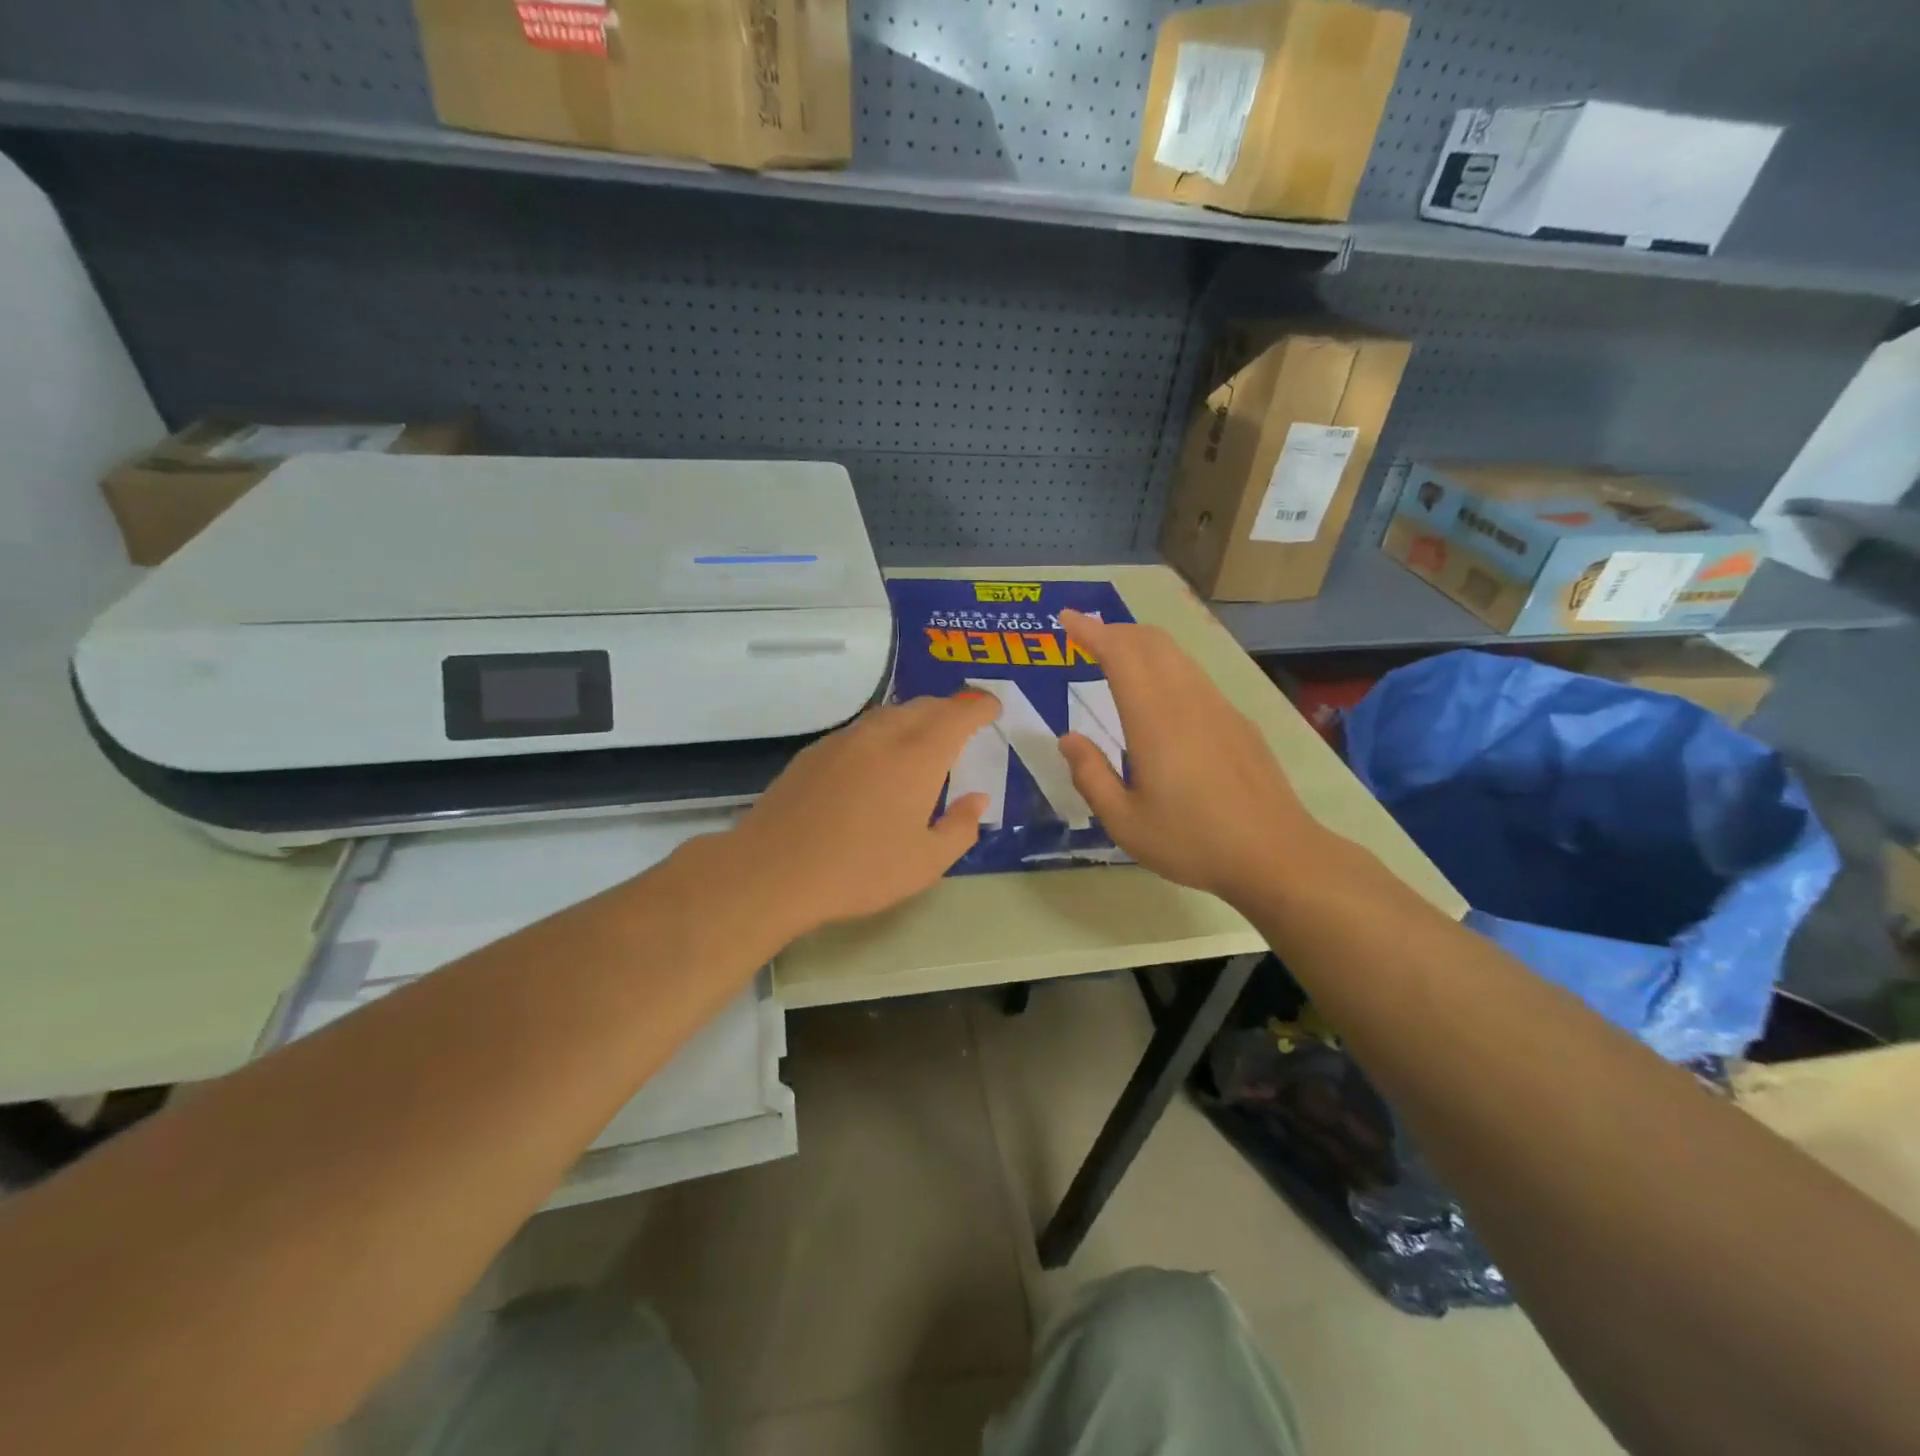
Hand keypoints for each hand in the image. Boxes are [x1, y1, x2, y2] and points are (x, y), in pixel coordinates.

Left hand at [728, 693, 999, 935]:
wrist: (774, 870)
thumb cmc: (860, 870)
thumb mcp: (926, 863)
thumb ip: (960, 827)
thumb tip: (976, 799)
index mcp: (918, 756)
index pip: (958, 714)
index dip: (979, 707)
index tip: (992, 709)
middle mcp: (882, 735)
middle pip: (923, 706)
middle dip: (949, 709)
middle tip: (963, 724)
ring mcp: (843, 740)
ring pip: (889, 714)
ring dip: (914, 718)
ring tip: (922, 740)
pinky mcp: (814, 752)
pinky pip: (860, 730)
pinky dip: (881, 734)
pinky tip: (876, 762)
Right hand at [1056, 609, 1320, 905]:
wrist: (1276, 855)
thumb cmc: (1192, 841)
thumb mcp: (1125, 822)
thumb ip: (1091, 775)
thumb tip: (1069, 738)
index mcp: (1154, 720)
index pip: (1120, 655)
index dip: (1090, 631)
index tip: (1067, 617)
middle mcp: (1188, 701)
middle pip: (1152, 642)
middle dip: (1115, 631)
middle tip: (1087, 637)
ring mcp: (1220, 708)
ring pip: (1177, 655)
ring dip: (1143, 645)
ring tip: (1119, 658)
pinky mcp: (1239, 722)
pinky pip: (1195, 676)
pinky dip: (1167, 667)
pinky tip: (1162, 696)